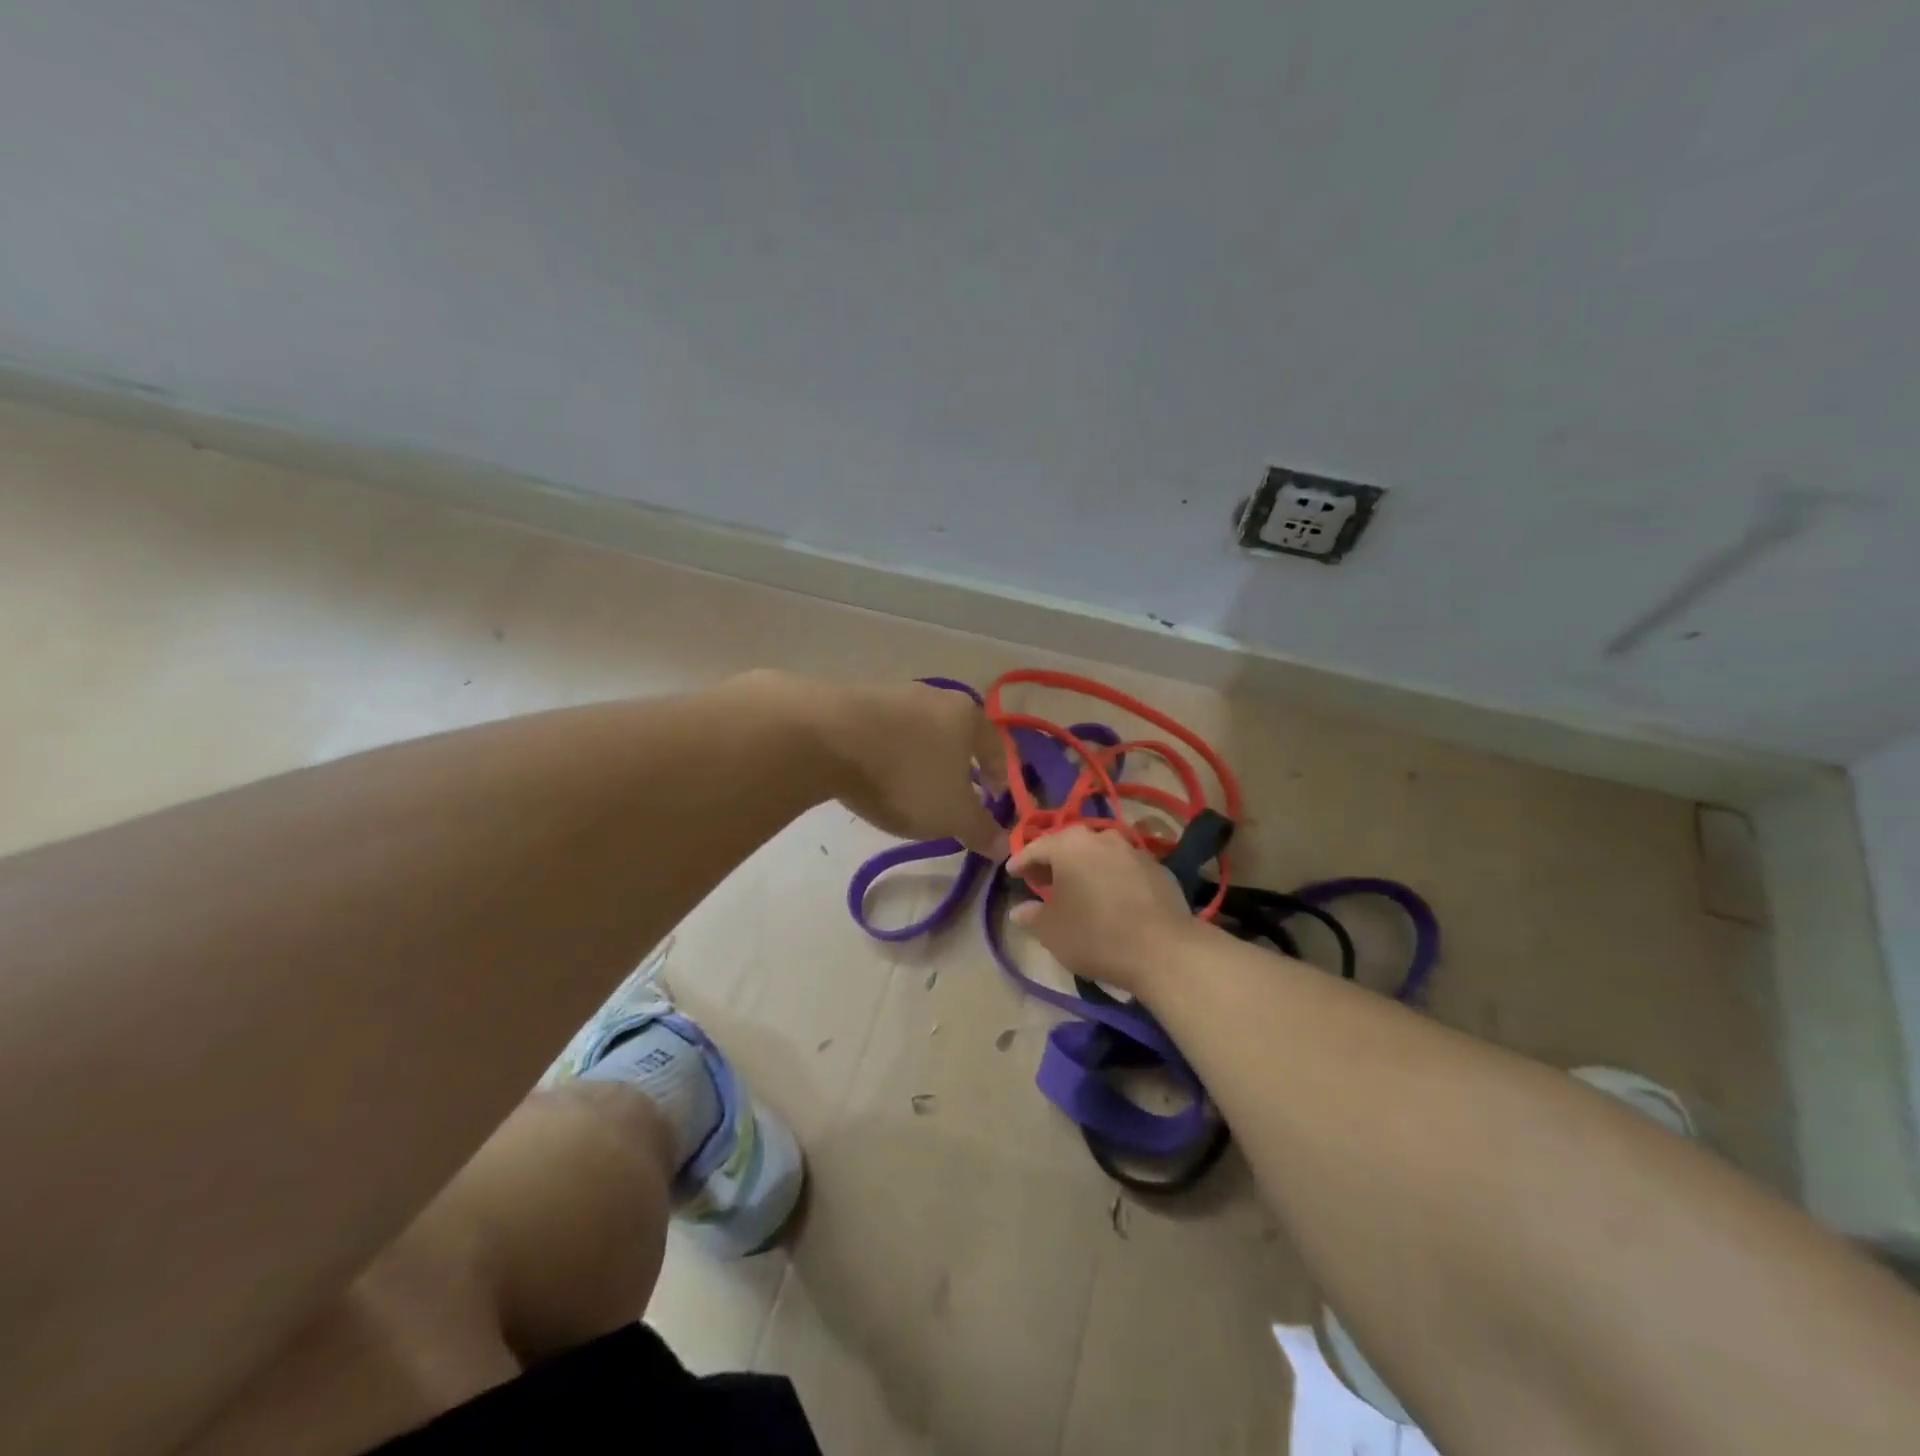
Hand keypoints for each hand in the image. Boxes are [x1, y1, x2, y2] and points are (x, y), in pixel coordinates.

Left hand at [796, 676, 1008, 856]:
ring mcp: (893, 694)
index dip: (999, 773)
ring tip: (912, 787)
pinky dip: (888, 752)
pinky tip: (876, 774)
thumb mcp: (951, 815)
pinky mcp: (855, 700)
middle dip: (959, 764)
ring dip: (921, 758)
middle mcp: (934, 696)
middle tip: (955, 793)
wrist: (826, 738)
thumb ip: (980, 830)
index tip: (995, 797)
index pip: (996, 745)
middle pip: (956, 733)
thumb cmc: (905, 776)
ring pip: (919, 730)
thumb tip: (1004, 845)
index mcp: (967, 716)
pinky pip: (884, 731)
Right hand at [1008, 825, 1197, 994]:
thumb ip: (1032, 917)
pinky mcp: (1158, 868)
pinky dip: (1112, 877)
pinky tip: (1111, 898)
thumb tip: (1019, 910)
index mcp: (1070, 845)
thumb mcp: (1052, 932)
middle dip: (1054, 861)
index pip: (1036, 847)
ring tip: (1078, 888)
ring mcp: (1134, 850)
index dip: (1021, 861)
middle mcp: (1102, 837)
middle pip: (1069, 845)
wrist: (1163, 949)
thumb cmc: (1096, 935)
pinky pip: (1124, 868)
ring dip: (1085, 867)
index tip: (1012, 873)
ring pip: (1099, 854)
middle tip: (1043, 879)